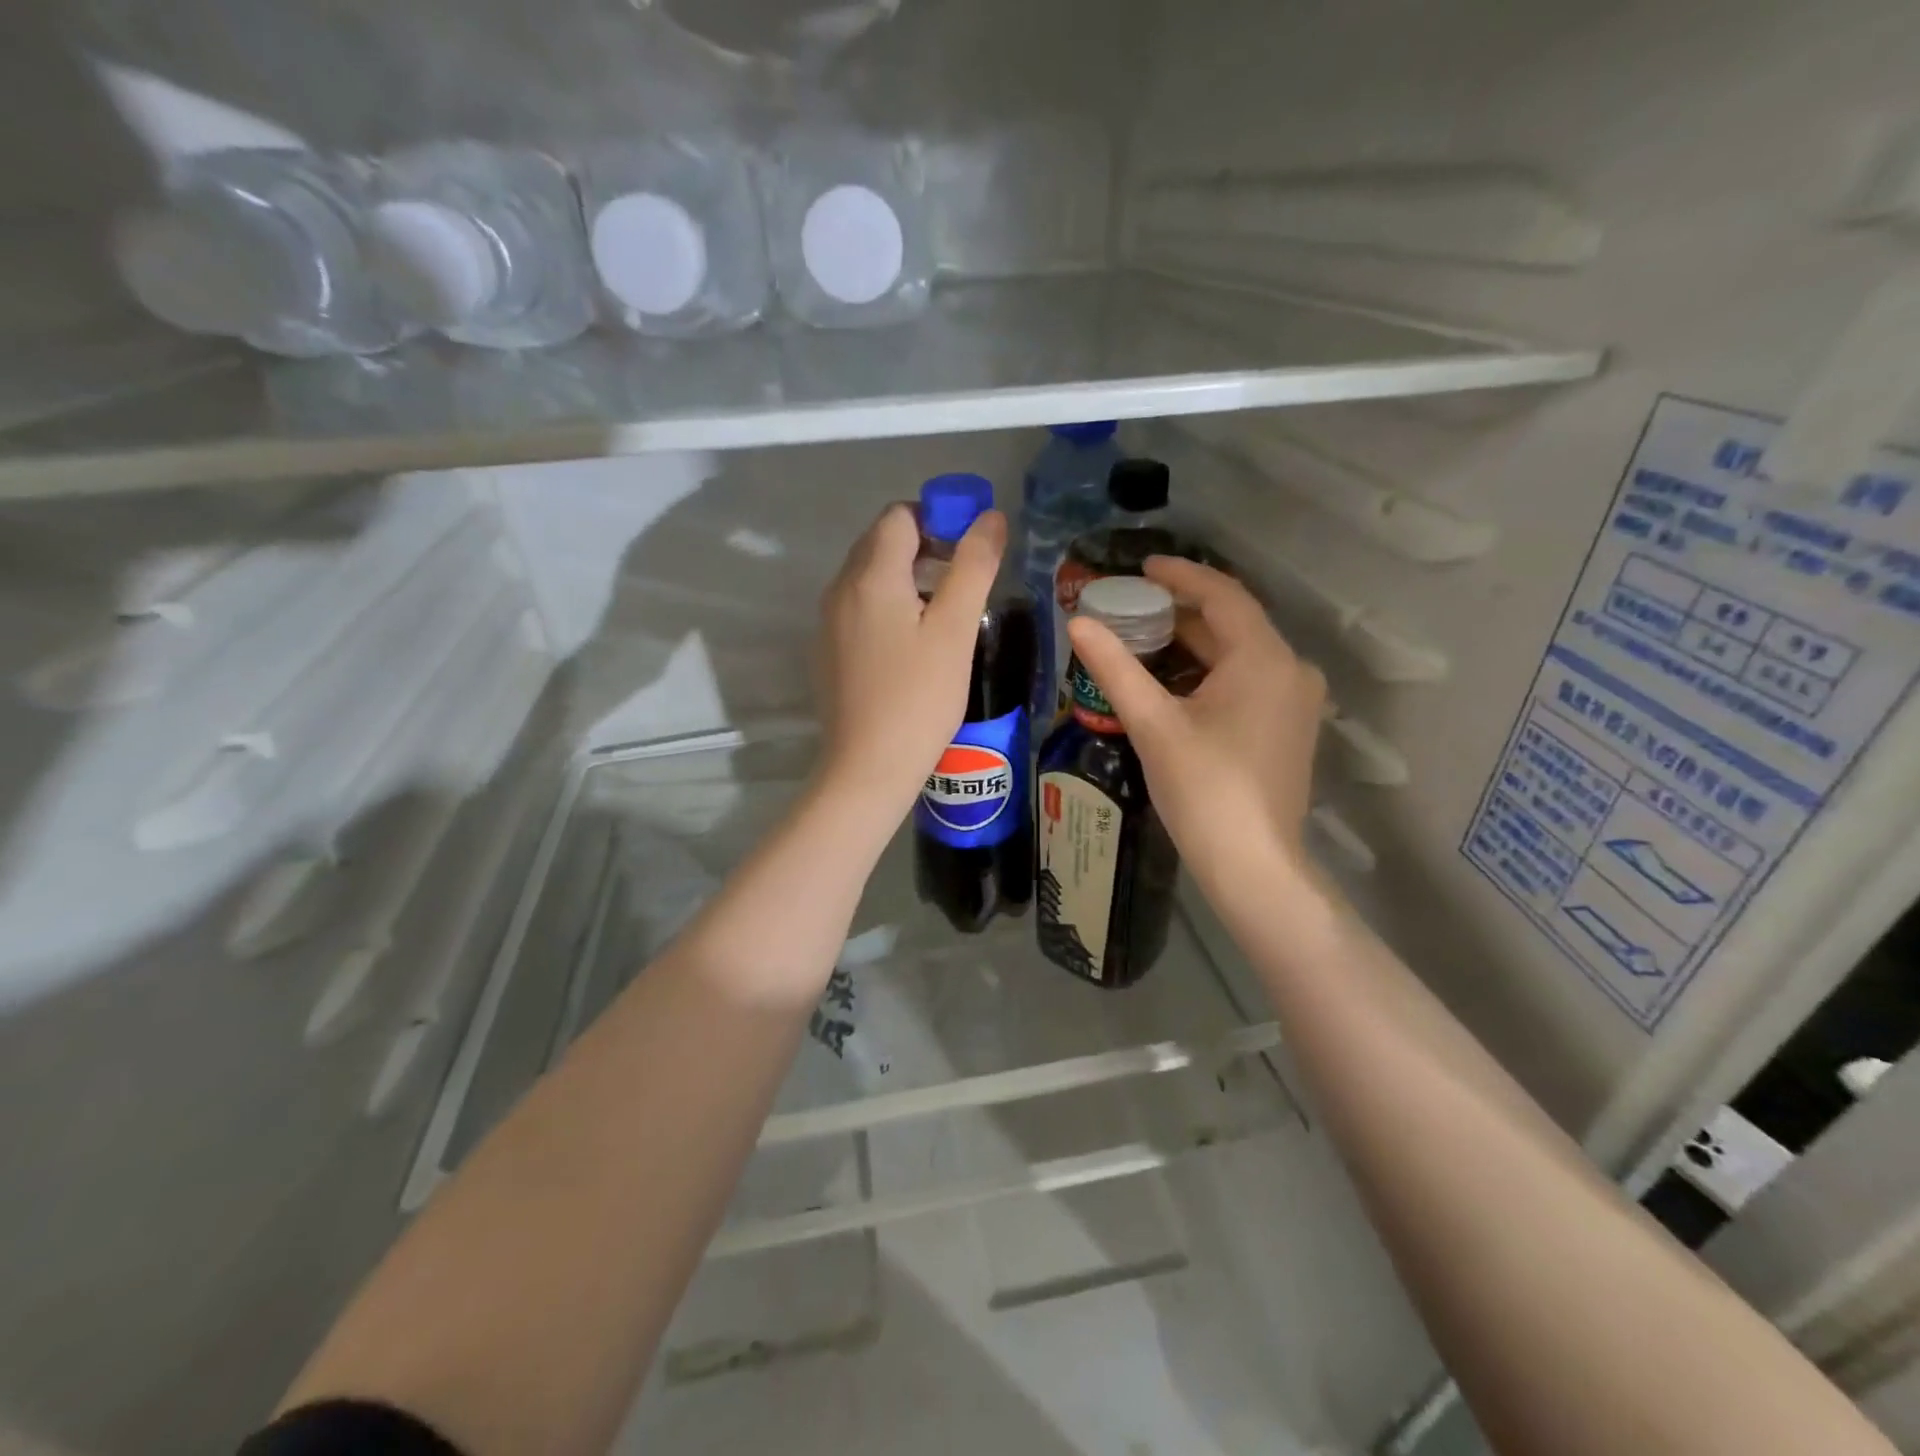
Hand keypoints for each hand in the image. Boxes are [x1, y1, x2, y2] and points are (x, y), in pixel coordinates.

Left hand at [815, 501, 1006, 817]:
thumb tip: (990, 517)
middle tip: (963, 580)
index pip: (900, 515)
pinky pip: (858, 607)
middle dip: (924, 546)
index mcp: (870, 575)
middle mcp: (840, 588)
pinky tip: (911, 645)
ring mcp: (828, 621)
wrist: (868, 767)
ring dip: (906, 577)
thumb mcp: (955, 630)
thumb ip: (973, 566)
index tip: (970, 550)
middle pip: (881, 542)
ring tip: (943, 614)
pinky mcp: (827, 650)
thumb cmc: (919, 698)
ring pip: (868, 576)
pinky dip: (887, 606)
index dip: (939, 518)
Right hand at [1066, 556, 1324, 889]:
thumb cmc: (1202, 788)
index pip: (1222, 595)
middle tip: (1131, 605)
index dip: (1181, 575)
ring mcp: (1294, 700)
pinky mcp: (1287, 726)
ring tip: (1143, 638)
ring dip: (1193, 643)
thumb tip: (1077, 622)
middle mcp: (1290, 669)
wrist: (1252, 863)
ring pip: (1239, 653)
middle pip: (1232, 623)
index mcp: (1263, 658)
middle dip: (1181, 611)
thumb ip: (1115, 668)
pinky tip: (1173, 680)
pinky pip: (1247, 679)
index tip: (1142, 566)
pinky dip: (1209, 671)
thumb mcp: (1152, 724)